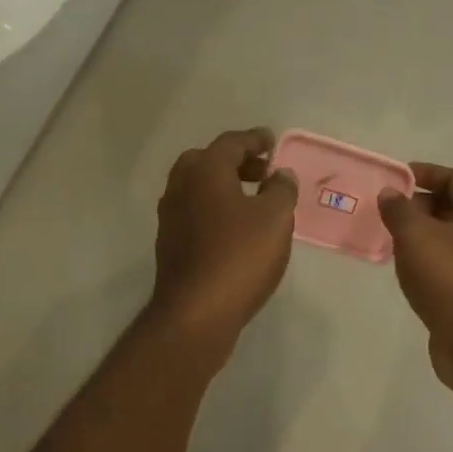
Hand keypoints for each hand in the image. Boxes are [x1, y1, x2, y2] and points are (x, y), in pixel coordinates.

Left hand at [151, 128, 298, 353]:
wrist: (196, 311)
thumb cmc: (240, 256)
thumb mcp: (276, 218)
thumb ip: (282, 190)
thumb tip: (280, 175)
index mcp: (205, 170)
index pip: (232, 143)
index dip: (255, 140)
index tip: (272, 141)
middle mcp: (181, 187)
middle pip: (208, 162)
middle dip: (236, 163)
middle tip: (262, 172)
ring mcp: (170, 217)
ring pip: (198, 189)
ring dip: (224, 187)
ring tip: (253, 202)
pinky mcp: (170, 245)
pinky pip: (195, 214)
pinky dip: (215, 211)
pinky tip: (235, 230)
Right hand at [378, 162, 452, 390]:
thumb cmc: (448, 277)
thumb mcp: (415, 235)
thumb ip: (399, 210)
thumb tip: (389, 194)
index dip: (427, 173)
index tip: (397, 179)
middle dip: (422, 206)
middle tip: (390, 212)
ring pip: (452, 239)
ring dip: (424, 236)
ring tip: (392, 240)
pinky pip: (451, 266)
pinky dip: (430, 261)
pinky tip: (408, 271)